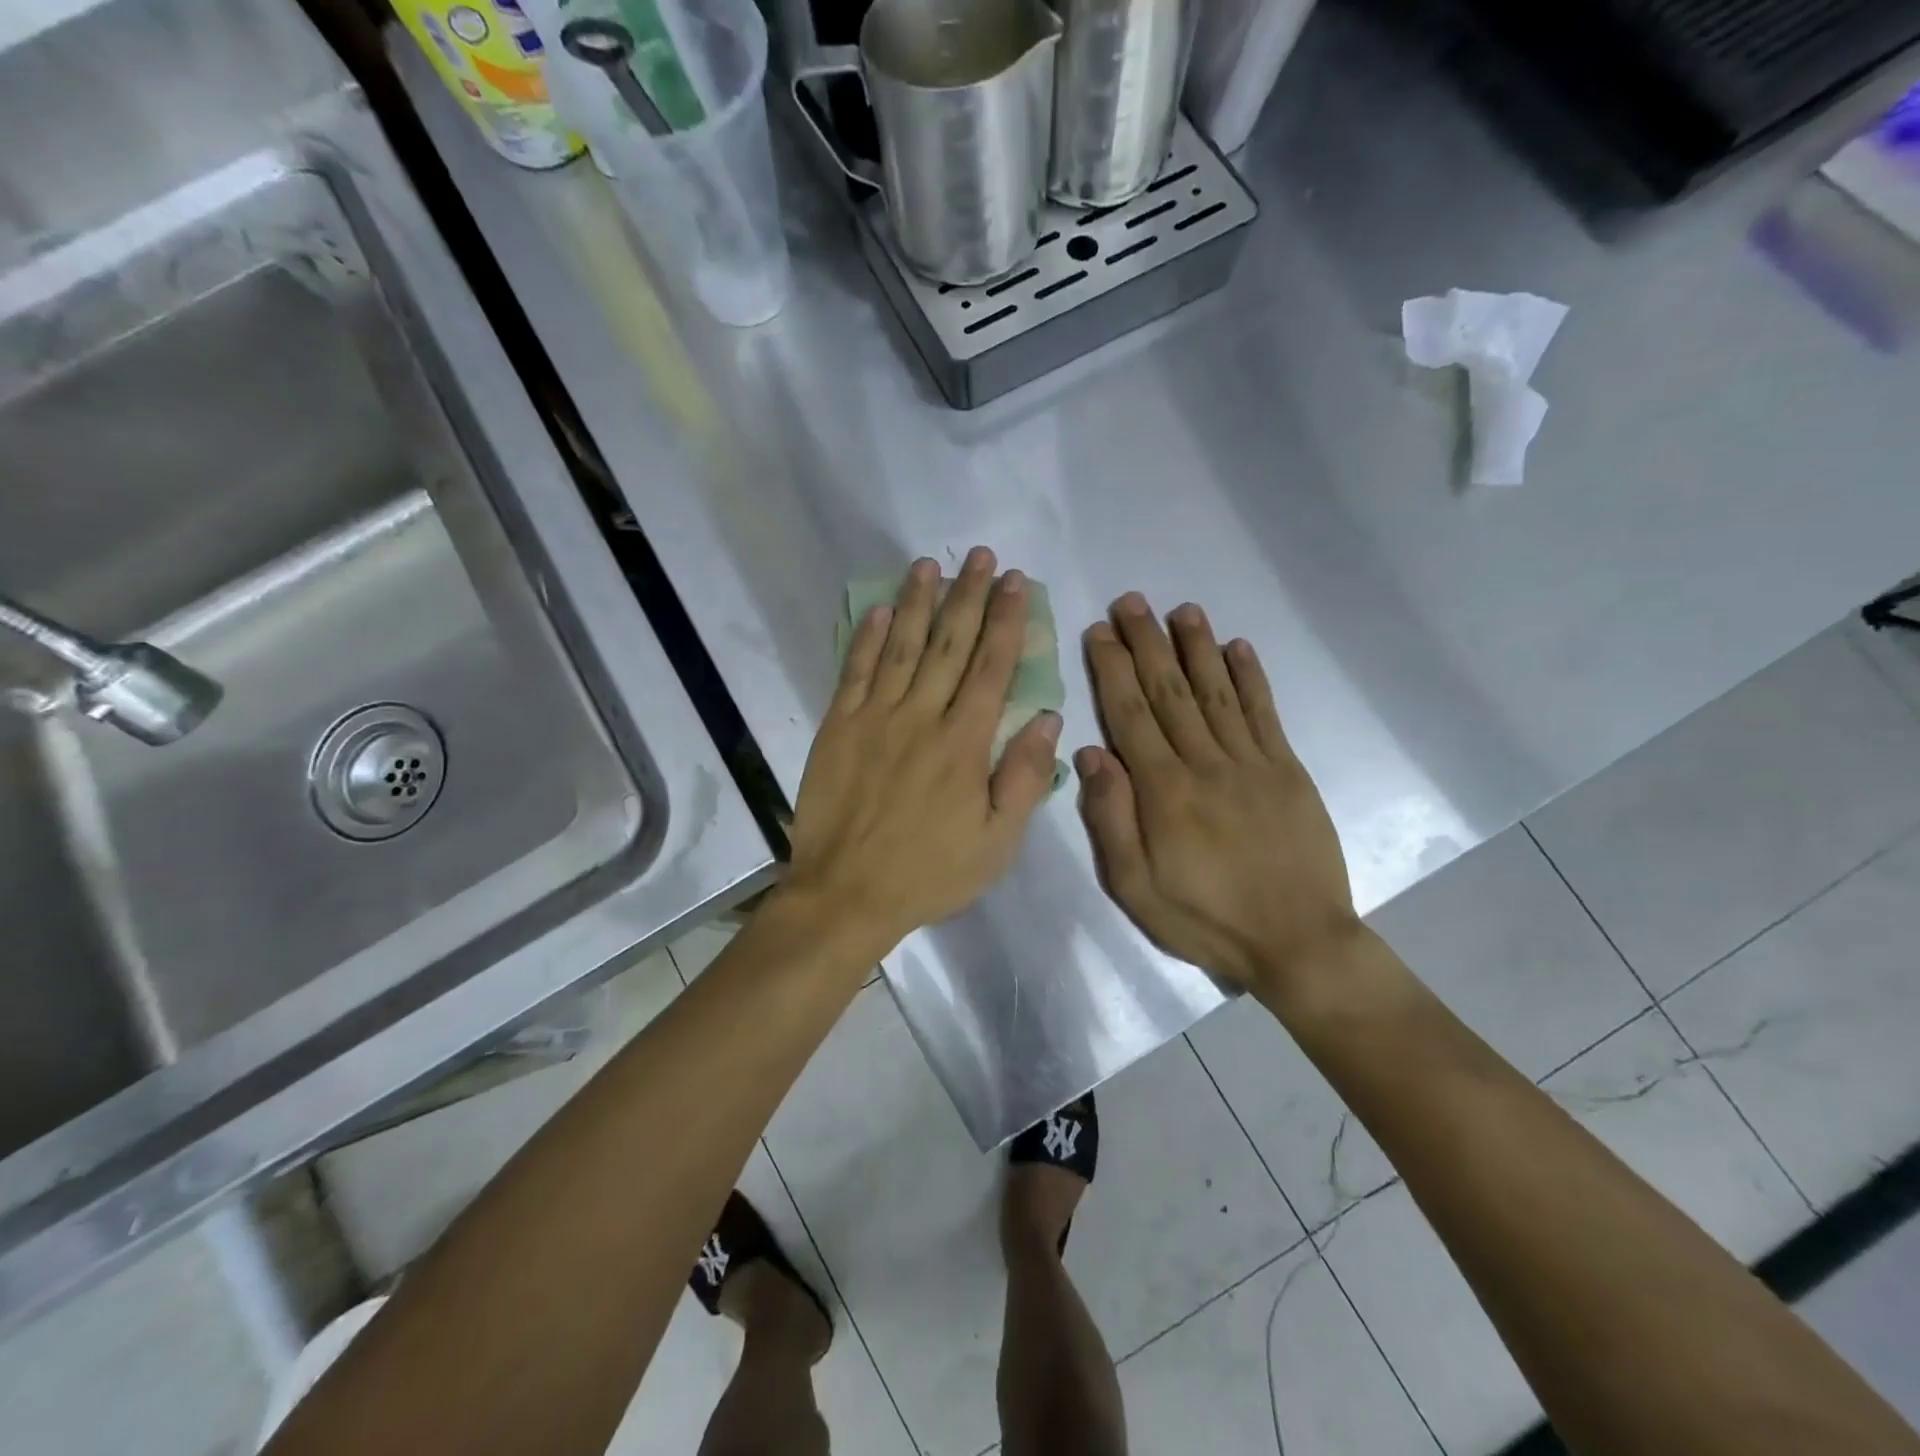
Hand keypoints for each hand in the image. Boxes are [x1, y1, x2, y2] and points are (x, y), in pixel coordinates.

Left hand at [784, 547, 1061, 954]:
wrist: (847, 894)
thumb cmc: (930, 873)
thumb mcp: (997, 843)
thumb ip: (1023, 777)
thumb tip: (1047, 718)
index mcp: (964, 743)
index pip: (992, 667)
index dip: (1006, 621)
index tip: (1016, 582)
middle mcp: (921, 717)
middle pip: (950, 645)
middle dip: (968, 596)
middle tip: (981, 557)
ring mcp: (874, 718)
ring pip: (901, 647)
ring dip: (919, 603)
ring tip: (929, 565)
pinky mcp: (838, 727)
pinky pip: (854, 672)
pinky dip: (867, 638)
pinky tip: (880, 609)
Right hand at [1076, 594, 1360, 1000]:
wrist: (1298, 942)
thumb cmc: (1206, 919)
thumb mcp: (1136, 887)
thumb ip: (1111, 819)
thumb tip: (1090, 753)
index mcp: (1164, 791)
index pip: (1130, 715)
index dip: (1112, 670)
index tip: (1099, 632)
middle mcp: (1205, 763)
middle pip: (1169, 691)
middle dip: (1147, 643)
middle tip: (1131, 601)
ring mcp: (1252, 762)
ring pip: (1216, 691)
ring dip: (1196, 647)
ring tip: (1180, 609)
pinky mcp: (1288, 771)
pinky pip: (1265, 713)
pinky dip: (1250, 677)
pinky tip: (1238, 647)